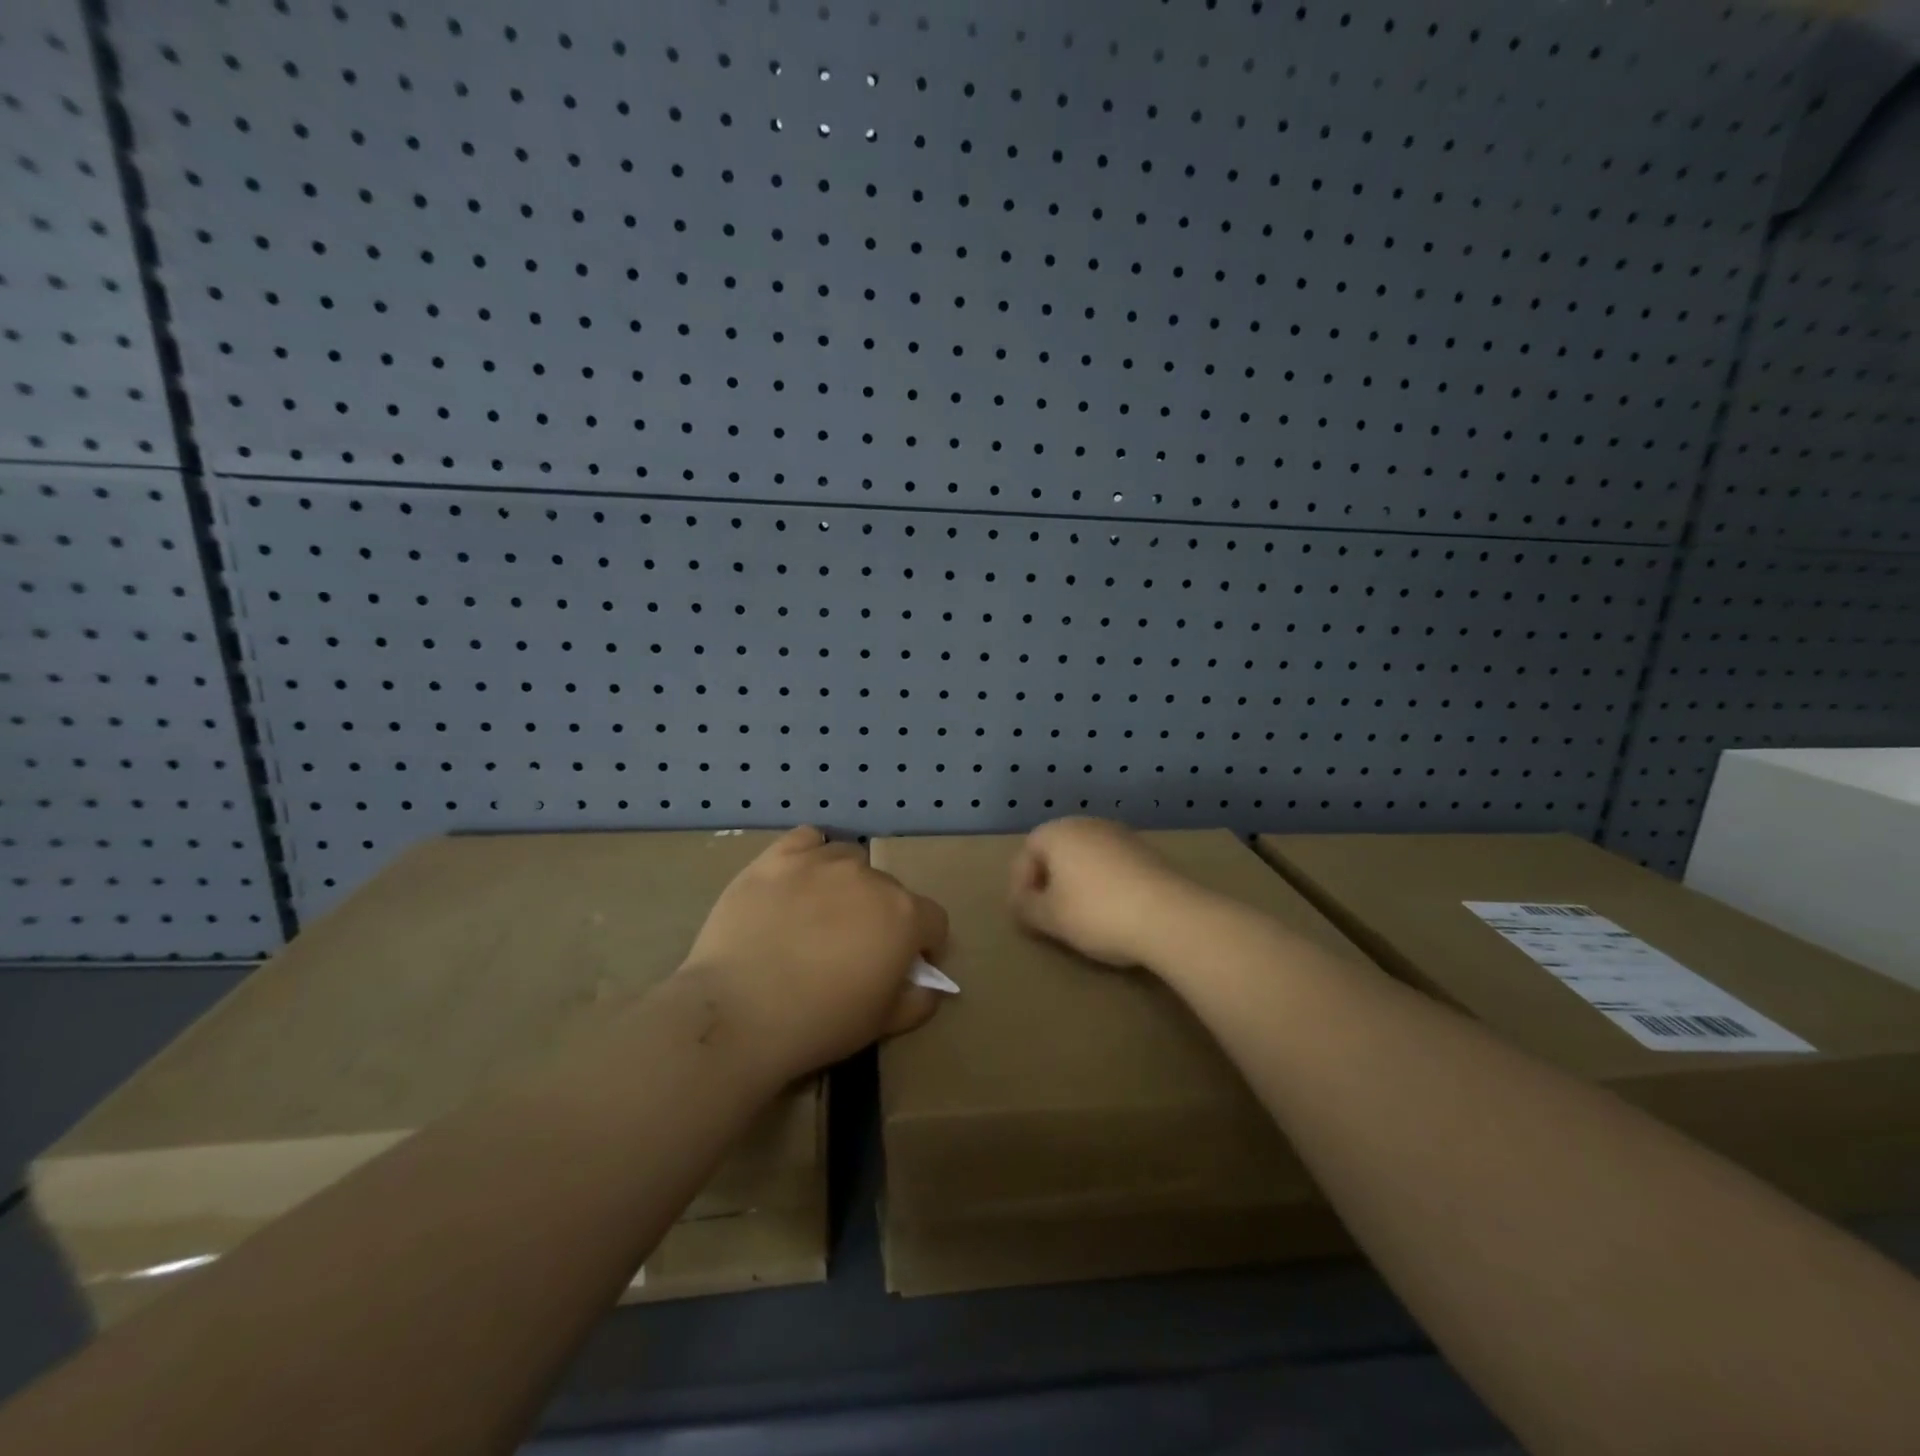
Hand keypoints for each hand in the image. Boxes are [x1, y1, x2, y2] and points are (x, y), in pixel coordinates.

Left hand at [679, 827, 947, 1079]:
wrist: (739, 1011)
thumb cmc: (820, 1022)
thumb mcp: (883, 1024)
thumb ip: (918, 1000)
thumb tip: (928, 984)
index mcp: (904, 915)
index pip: (933, 920)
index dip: (924, 945)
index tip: (904, 967)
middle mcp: (870, 878)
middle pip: (889, 890)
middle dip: (880, 916)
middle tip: (851, 949)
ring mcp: (822, 862)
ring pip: (850, 860)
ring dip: (847, 884)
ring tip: (819, 915)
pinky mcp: (778, 857)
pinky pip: (808, 839)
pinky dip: (811, 855)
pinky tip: (798, 880)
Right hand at [1007, 817, 1202, 967]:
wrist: (1169, 916)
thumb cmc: (1096, 912)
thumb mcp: (1050, 918)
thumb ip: (1027, 908)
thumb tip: (1021, 903)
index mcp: (1058, 832)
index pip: (1027, 852)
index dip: (1020, 884)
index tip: (1024, 914)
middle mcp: (1088, 824)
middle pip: (1057, 851)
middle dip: (1048, 881)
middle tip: (1048, 914)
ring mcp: (1121, 835)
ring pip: (1086, 857)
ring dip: (1077, 882)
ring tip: (1080, 916)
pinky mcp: (1147, 852)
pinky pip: (1112, 865)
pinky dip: (1104, 884)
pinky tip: (1111, 911)